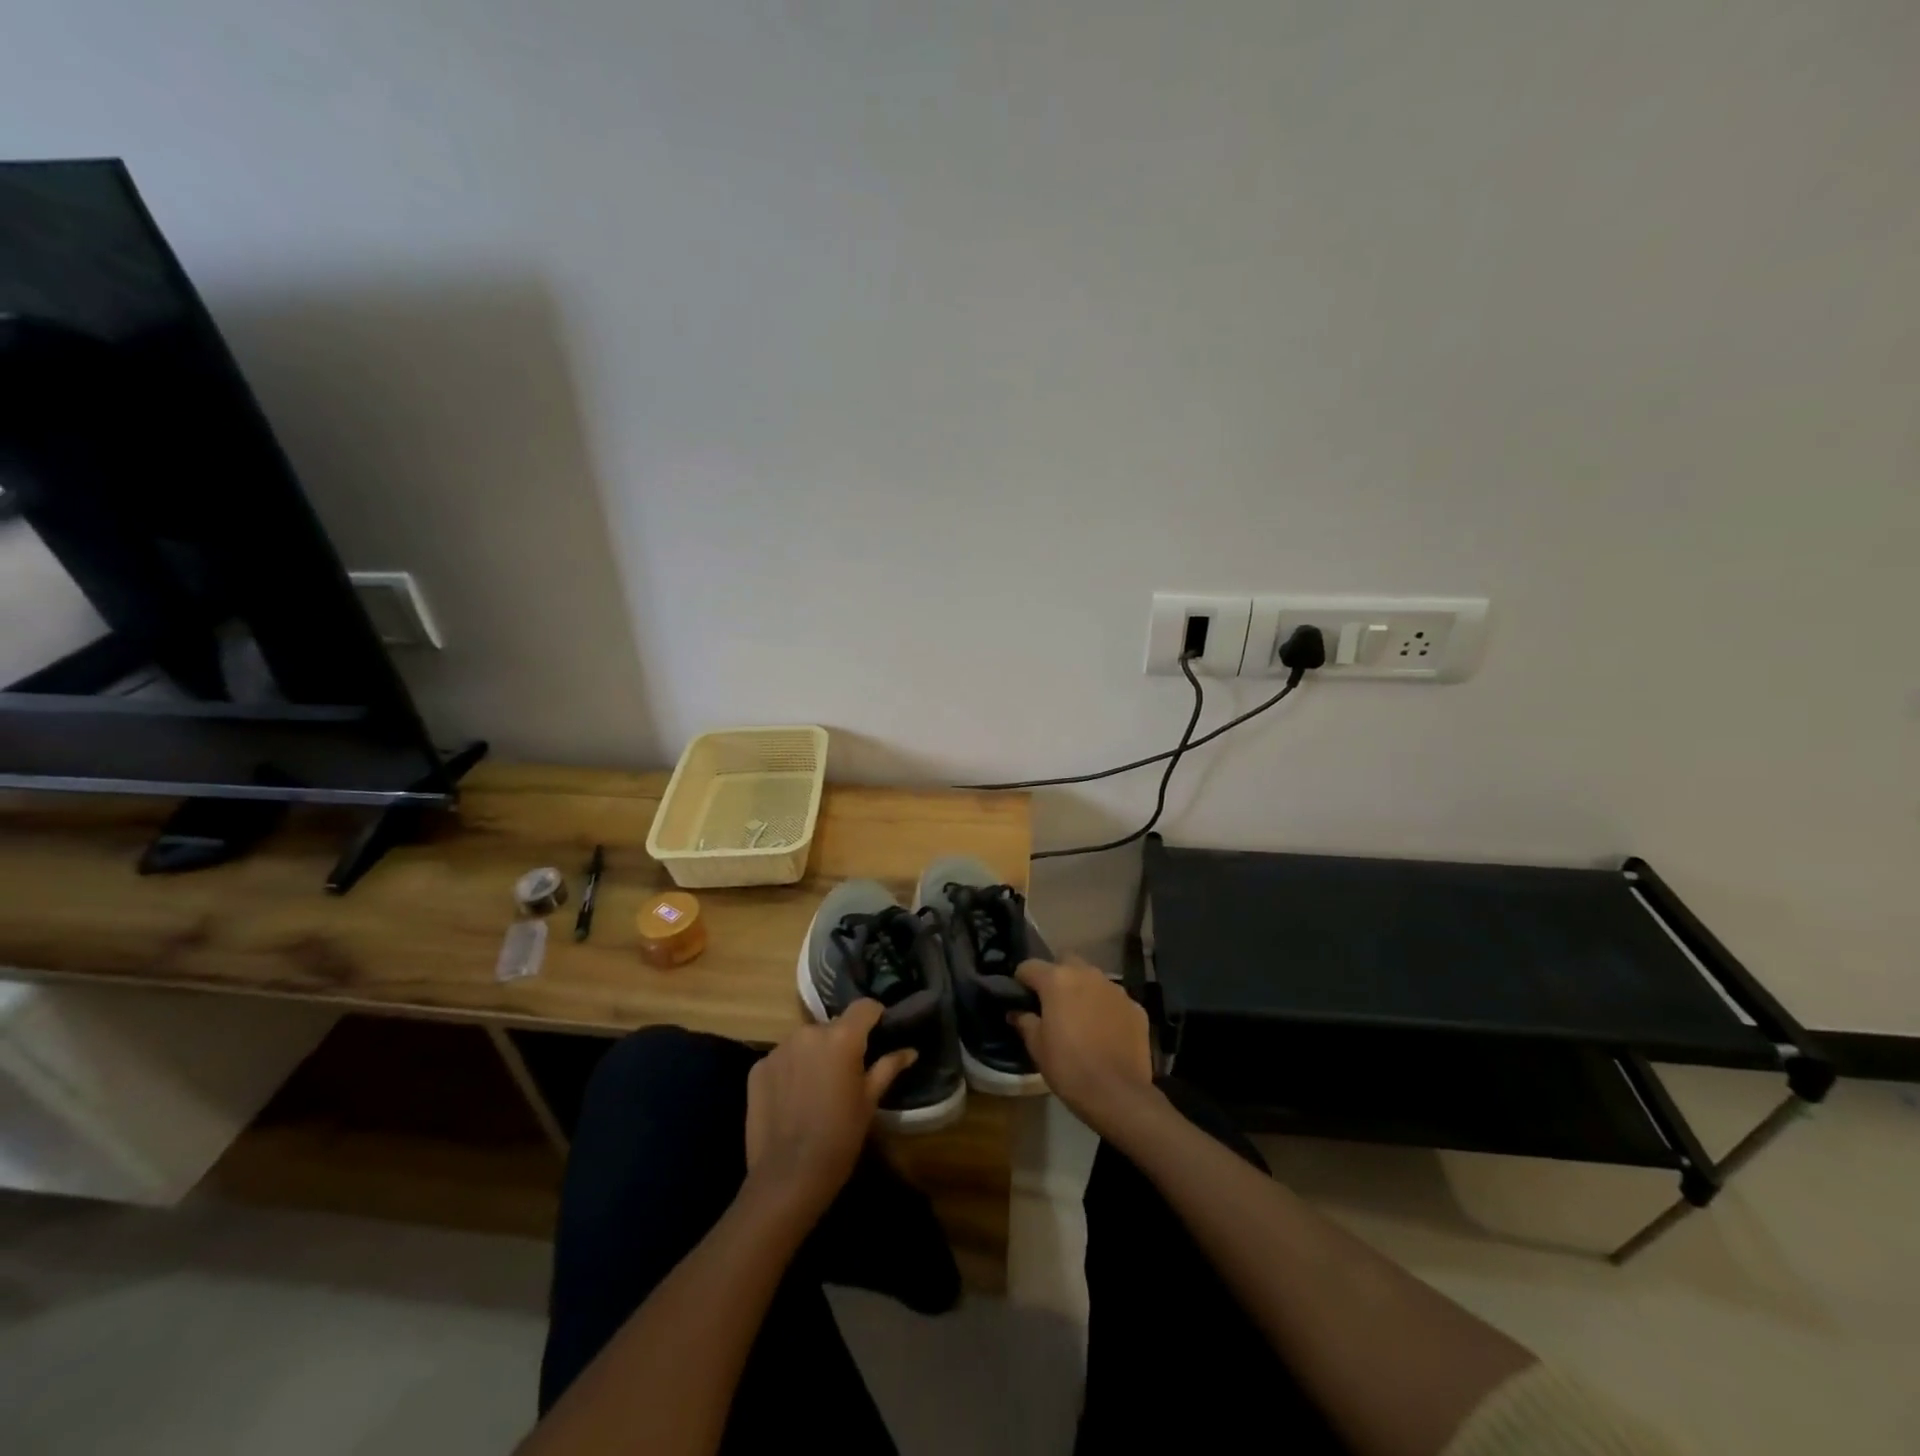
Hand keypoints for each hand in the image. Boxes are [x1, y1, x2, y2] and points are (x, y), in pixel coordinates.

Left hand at [744, 1000, 915, 1220]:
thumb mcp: (869, 1102)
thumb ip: (888, 1067)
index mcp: (842, 1037)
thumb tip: (910, 1050)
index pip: (864, 1006)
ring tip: (816, 1089)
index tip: (879, 1033)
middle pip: (833, 1026)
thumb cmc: (840, 1137)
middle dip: (841, 1042)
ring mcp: (779, 1049)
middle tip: (846, 1073)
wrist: (788, 1177)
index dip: (874, 1016)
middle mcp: (809, 1032)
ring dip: (814, 1055)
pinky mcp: (758, 1068)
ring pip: (806, 1042)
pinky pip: (782, 1059)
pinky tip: (792, 1099)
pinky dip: (790, 1070)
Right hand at [1012, 956, 1156, 1133]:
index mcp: (1057, 980)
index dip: (1021, 981)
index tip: (1021, 998)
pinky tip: (1105, 1032)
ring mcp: (1115, 989)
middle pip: (1065, 962)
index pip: (1029, 966)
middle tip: (1052, 1004)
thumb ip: (1025, 1021)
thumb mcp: (1037, 1047)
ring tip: (1081, 1019)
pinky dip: (1106, 1008)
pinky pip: (1114, 999)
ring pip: (1092, 979)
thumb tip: (1016, 1011)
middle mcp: (1087, 974)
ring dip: (1083, 991)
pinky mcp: (1136, 1007)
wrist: (1118, 1094)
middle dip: (1056, 976)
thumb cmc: (1068, 1067)